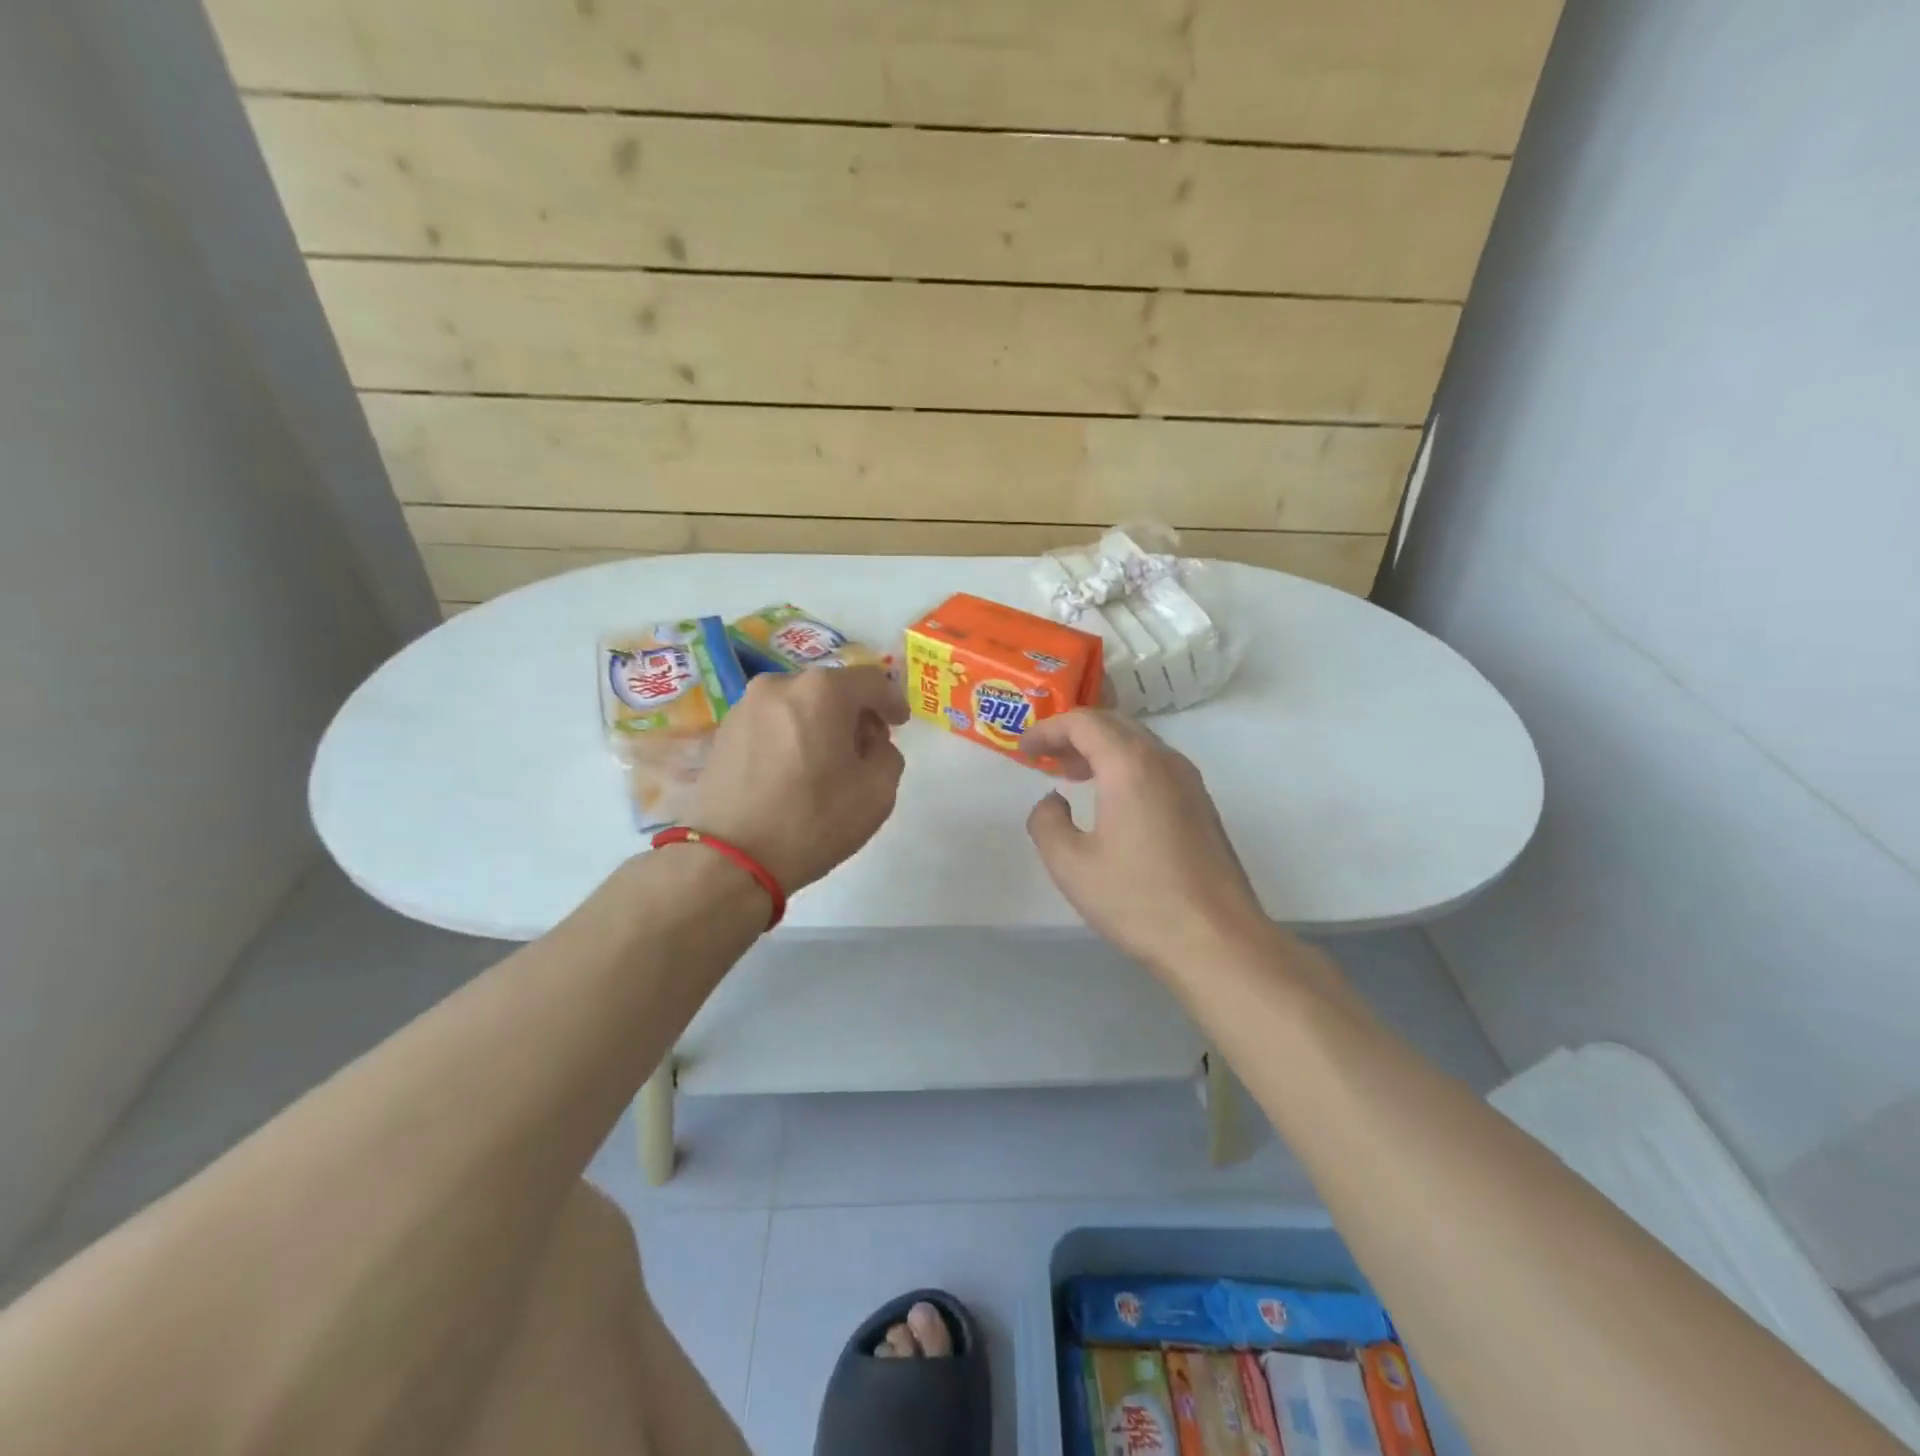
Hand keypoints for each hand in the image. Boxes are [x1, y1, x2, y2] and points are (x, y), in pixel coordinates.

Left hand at [684, 666, 908, 892]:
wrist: (728, 859)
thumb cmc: (811, 821)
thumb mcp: (877, 792)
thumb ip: (888, 754)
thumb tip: (871, 742)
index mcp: (822, 691)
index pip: (871, 680)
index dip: (892, 700)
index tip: (900, 723)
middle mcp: (779, 684)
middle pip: (832, 688)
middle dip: (854, 713)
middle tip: (865, 747)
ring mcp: (745, 705)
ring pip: (799, 703)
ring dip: (820, 723)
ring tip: (827, 762)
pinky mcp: (724, 730)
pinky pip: (773, 721)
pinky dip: (791, 735)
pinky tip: (794, 770)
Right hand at [1022, 710, 1270, 971]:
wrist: (1217, 941)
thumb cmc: (1138, 899)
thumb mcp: (1070, 865)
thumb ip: (1046, 822)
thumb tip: (1052, 801)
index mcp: (1130, 764)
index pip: (1084, 722)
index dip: (1048, 729)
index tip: (1024, 749)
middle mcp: (1164, 761)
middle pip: (1114, 724)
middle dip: (1075, 734)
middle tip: (1045, 758)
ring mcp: (1190, 782)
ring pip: (1139, 744)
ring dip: (1102, 750)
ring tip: (1072, 776)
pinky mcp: (1202, 806)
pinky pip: (1156, 766)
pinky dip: (1125, 767)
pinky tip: (1111, 800)